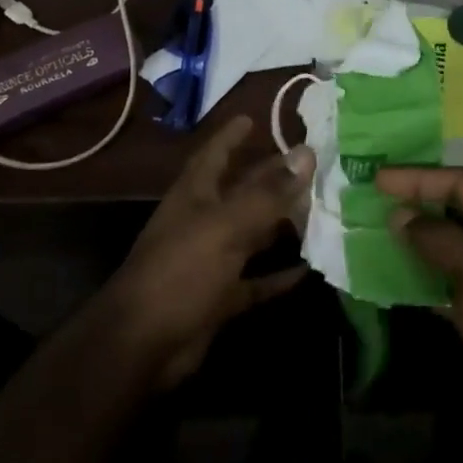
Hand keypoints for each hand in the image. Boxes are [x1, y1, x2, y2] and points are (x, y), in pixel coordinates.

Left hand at [101, 115, 313, 389]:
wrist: (143, 344)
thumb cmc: (181, 270)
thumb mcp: (226, 225)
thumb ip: (268, 192)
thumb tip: (306, 153)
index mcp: (194, 196)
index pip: (214, 155)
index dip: (230, 136)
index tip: (252, 118)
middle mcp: (202, 222)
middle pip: (240, 193)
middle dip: (269, 178)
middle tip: (308, 164)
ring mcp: (209, 261)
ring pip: (251, 235)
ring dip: (280, 225)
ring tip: (319, 210)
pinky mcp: (218, 298)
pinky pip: (254, 281)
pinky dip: (278, 276)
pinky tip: (308, 270)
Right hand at [378, 166, 462, 432]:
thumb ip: (437, 236)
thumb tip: (400, 216)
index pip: (461, 181)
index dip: (418, 178)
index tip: (378, 178)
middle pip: (456, 204)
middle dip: (417, 200)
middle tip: (376, 194)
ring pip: (450, 239)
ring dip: (417, 235)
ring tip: (378, 224)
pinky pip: (448, 272)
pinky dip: (423, 269)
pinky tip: (393, 266)